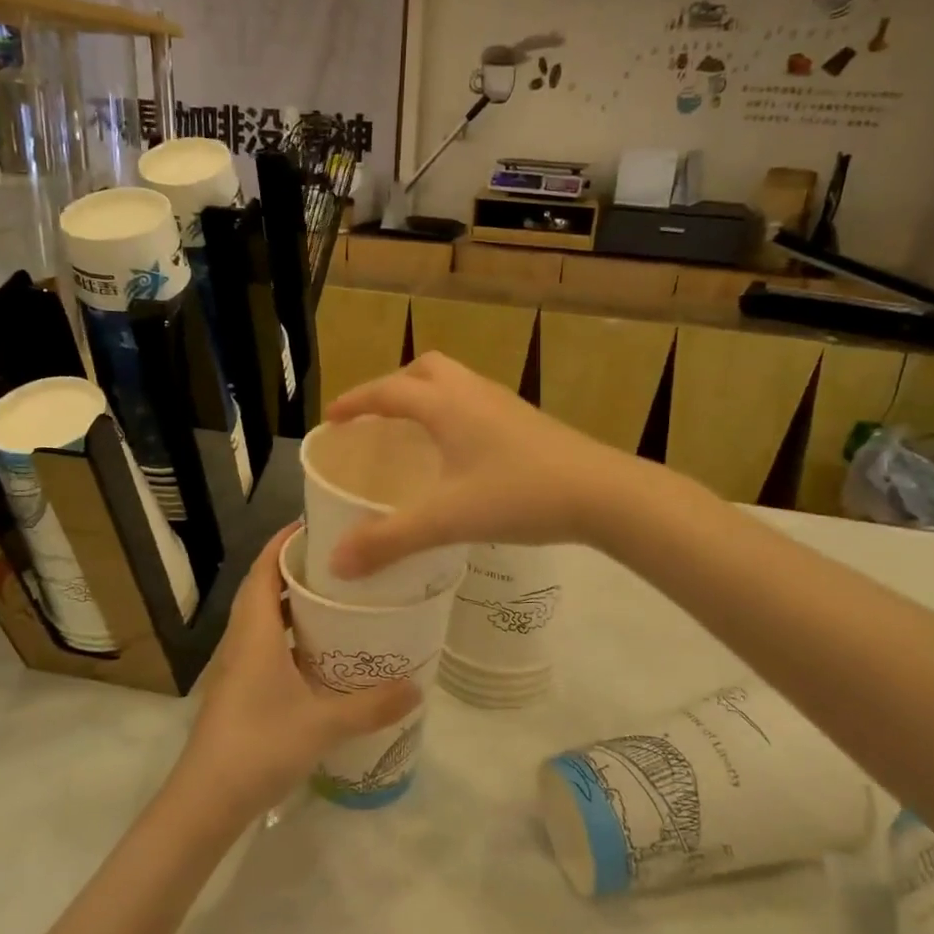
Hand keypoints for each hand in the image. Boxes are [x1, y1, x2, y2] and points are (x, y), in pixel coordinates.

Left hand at [177, 527, 419, 818]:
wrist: (205, 802)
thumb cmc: (259, 747)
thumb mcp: (322, 724)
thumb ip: (371, 705)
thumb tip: (418, 686)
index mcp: (255, 632)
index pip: (266, 568)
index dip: (286, 542)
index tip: (320, 523)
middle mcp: (242, 639)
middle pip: (264, 586)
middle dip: (296, 566)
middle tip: (341, 559)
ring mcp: (236, 665)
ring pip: (262, 616)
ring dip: (292, 600)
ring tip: (337, 596)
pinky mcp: (238, 688)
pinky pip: (264, 642)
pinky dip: (289, 631)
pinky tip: (319, 650)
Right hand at [325, 353, 628, 577]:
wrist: (602, 493)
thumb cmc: (519, 495)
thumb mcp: (447, 520)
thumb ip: (389, 540)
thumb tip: (336, 563)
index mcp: (446, 405)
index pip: (388, 391)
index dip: (355, 401)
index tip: (332, 418)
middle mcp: (472, 392)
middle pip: (425, 370)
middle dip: (393, 386)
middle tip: (376, 418)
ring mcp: (504, 404)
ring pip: (455, 382)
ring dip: (427, 395)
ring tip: (413, 432)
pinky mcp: (527, 421)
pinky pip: (476, 401)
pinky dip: (454, 412)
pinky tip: (459, 452)